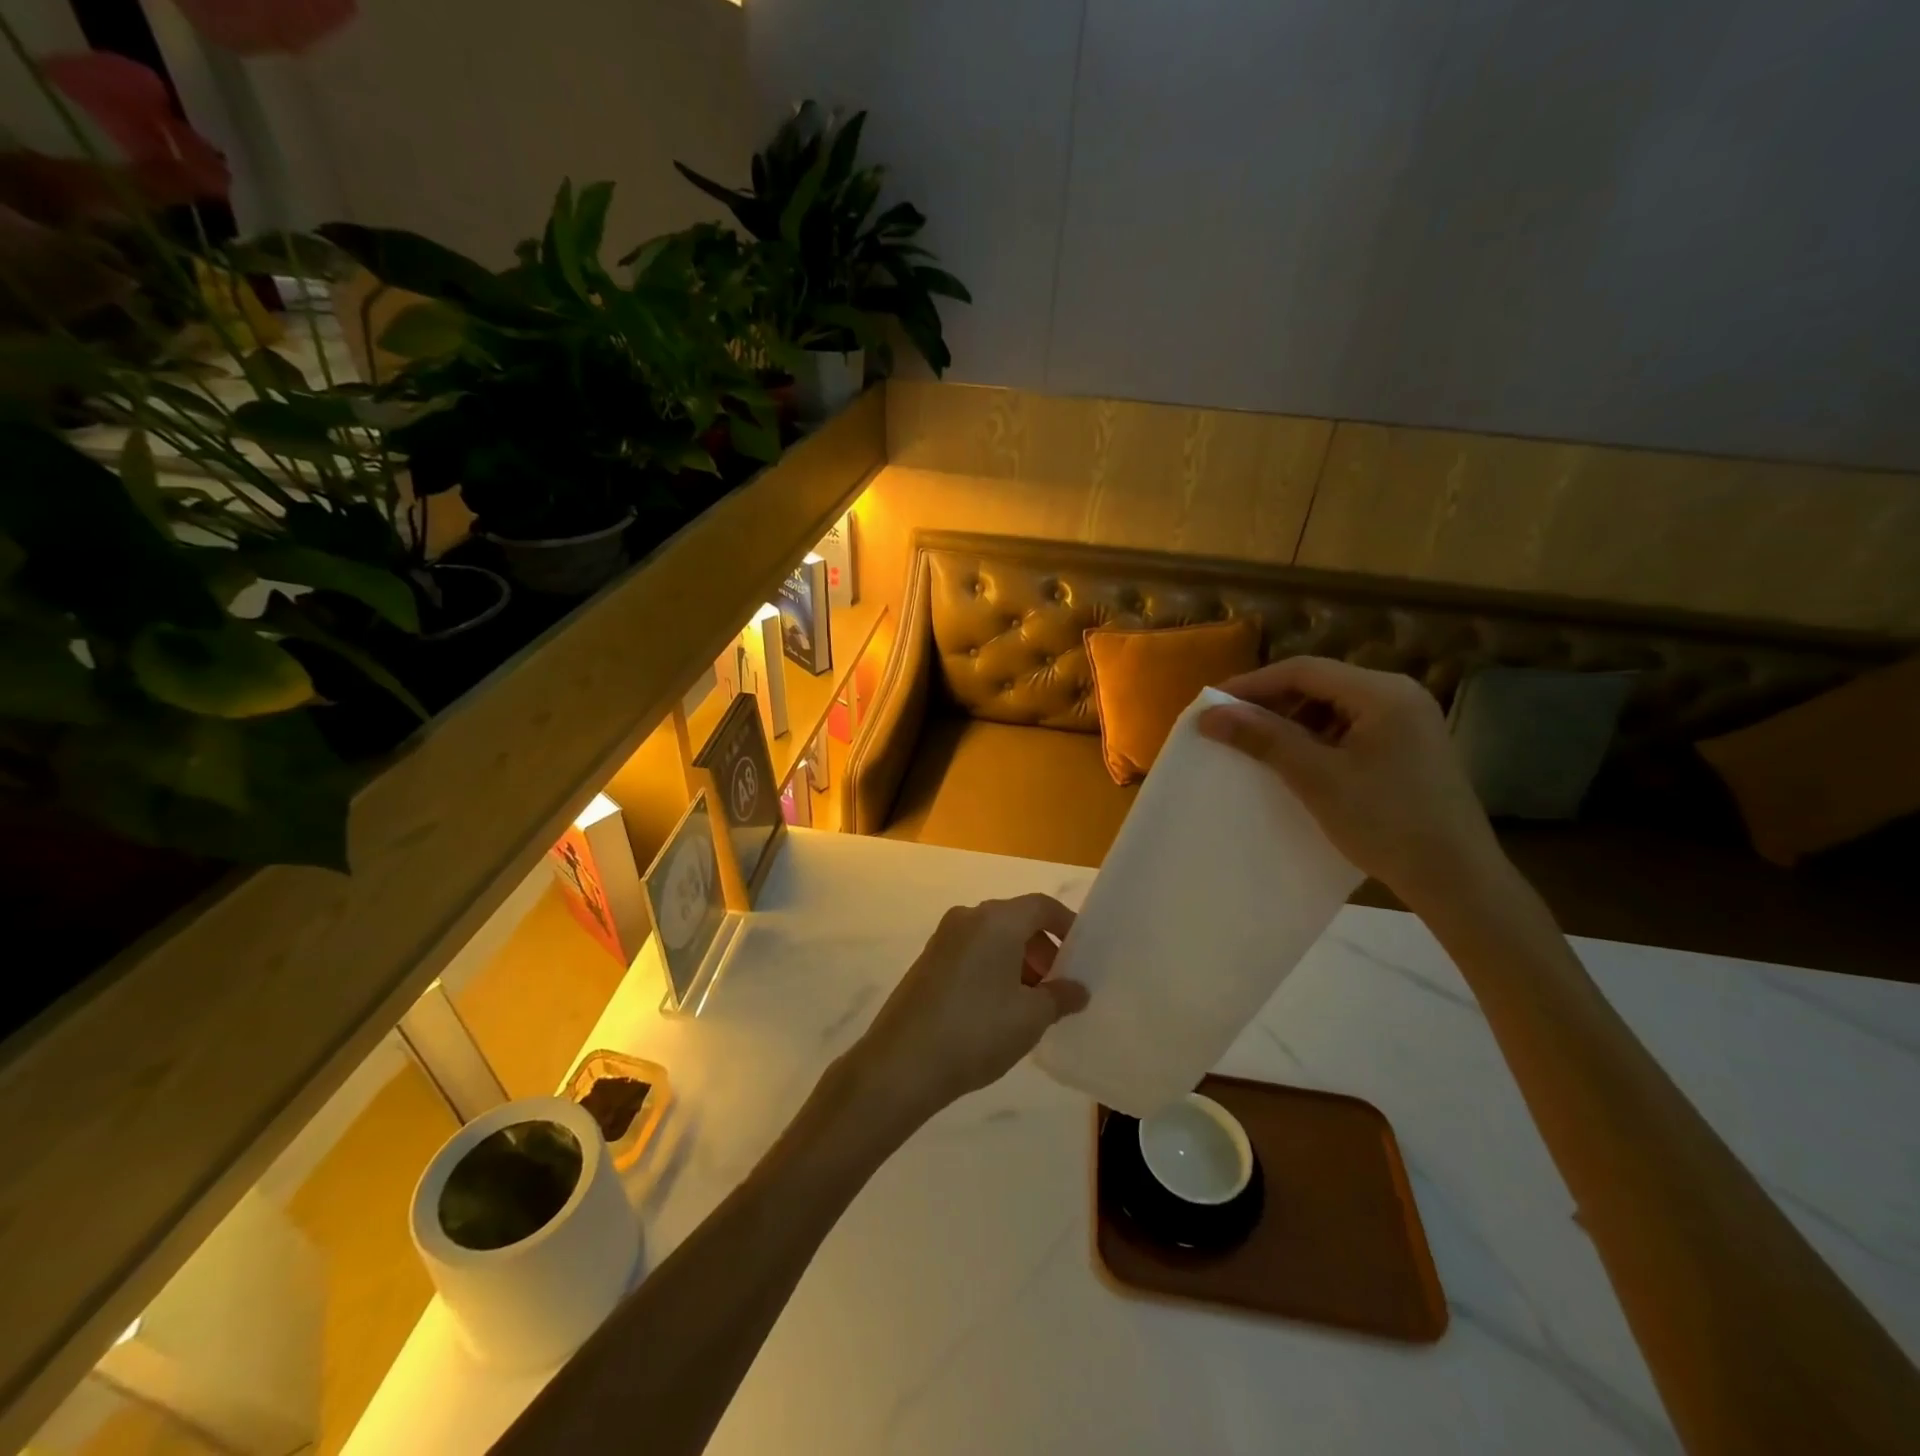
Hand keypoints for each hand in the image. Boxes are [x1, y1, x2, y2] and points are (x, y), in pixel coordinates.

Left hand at [850, 895, 1088, 1122]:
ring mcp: (943, 939)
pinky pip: (971, 953)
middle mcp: (968, 918)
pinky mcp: (927, 962)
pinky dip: (993, 969)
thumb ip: (1060, 997)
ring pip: (992, 938)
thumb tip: (1077, 989)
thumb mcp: (1030, 1017)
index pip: (1041, 906)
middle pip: (1016, 920)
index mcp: (996, 920)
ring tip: (1031, 1004)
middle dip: (1043, 949)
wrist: (902, 1063)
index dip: (1067, 926)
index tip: (1082, 956)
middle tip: (1058, 986)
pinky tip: (998, 1009)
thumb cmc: (976, 1031)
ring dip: (1018, 961)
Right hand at [1198, 656, 1504, 910]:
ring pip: (1333, 707)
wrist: (1456, 878)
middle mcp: (1399, 695)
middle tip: (1231, 727)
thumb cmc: (1385, 821)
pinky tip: (1297, 763)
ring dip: (1292, 722)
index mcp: (1382, 692)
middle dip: (1271, 703)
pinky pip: (1350, 729)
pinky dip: (1316, 739)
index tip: (1212, 704)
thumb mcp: (1316, 778)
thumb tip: (1209, 715)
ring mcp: (1407, 721)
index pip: (1304, 670)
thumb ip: (1263, 738)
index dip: (1253, 684)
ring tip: (1259, 747)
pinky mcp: (1407, 747)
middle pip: (1320, 684)